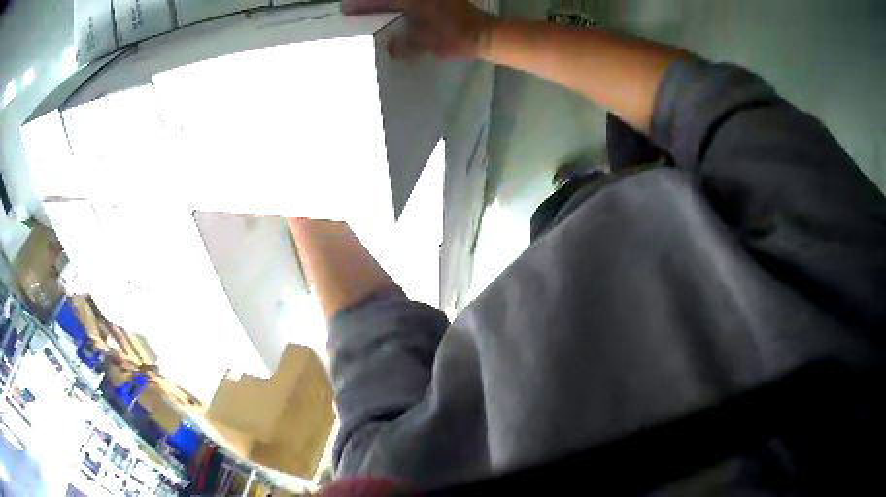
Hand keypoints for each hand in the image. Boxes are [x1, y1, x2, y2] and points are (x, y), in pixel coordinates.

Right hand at [342, 0, 495, 59]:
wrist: (486, 34)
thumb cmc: (458, 39)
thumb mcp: (430, 44)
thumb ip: (407, 45)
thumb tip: (389, 47)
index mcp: (417, 2)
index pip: (384, 1)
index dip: (363, 5)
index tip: (346, 9)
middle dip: (370, 2)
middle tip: (351, 7)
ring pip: (400, 0)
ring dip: (384, 4)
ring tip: (368, 10)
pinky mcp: (439, 1)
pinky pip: (411, 3)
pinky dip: (399, 7)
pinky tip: (392, 12)